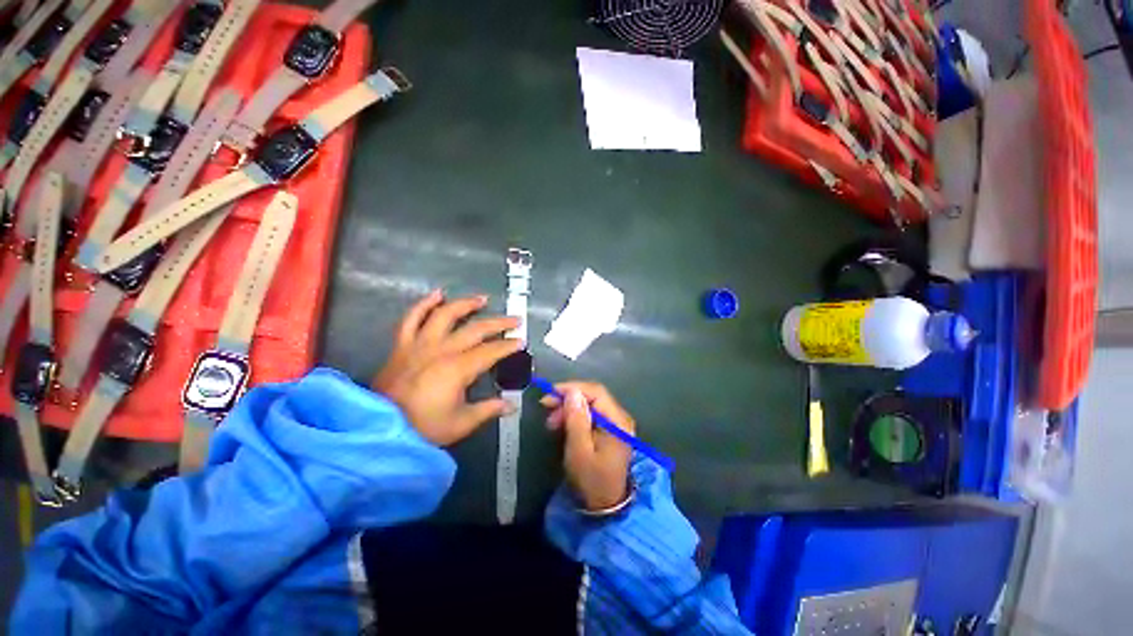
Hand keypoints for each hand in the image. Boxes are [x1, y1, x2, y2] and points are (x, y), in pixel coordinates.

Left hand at [373, 290, 521, 445]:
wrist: (379, 430)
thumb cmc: (423, 428)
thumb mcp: (461, 423)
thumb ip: (488, 410)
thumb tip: (511, 406)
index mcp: (458, 368)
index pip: (491, 351)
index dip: (508, 346)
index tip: (521, 341)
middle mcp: (441, 349)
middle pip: (475, 329)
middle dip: (499, 324)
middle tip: (514, 320)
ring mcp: (420, 344)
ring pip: (445, 315)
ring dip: (466, 304)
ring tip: (481, 299)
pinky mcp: (402, 345)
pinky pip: (411, 318)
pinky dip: (424, 304)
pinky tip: (437, 294)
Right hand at [542, 381, 634, 511]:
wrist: (606, 506)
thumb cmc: (592, 479)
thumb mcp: (579, 451)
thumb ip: (576, 420)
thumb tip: (572, 392)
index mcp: (616, 421)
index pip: (595, 392)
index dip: (572, 388)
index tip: (550, 394)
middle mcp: (620, 417)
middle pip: (593, 396)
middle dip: (568, 399)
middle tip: (547, 409)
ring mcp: (616, 423)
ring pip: (591, 404)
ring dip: (570, 408)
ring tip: (552, 422)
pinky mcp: (610, 430)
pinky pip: (592, 414)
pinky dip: (576, 416)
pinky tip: (563, 425)